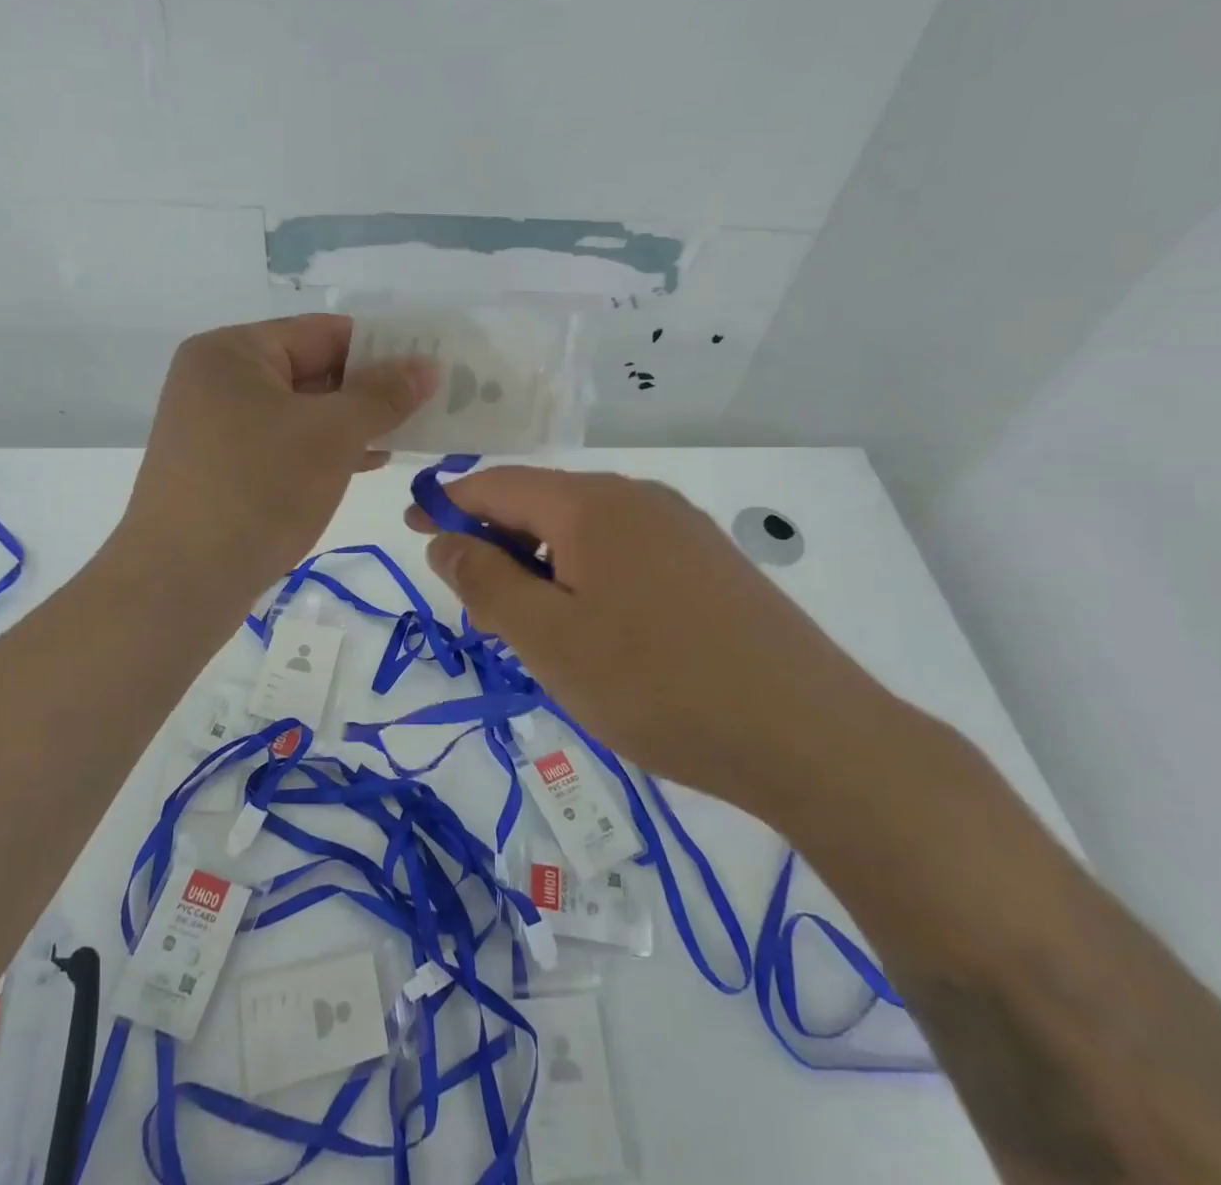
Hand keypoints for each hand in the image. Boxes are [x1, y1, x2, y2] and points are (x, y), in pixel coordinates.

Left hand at [122, 316, 435, 601]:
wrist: (181, 583)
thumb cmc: (259, 489)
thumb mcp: (331, 435)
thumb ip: (383, 395)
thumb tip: (426, 365)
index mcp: (233, 352)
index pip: (323, 333)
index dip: (381, 347)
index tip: (429, 366)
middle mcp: (219, 381)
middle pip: (312, 370)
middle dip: (370, 390)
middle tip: (428, 404)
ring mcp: (217, 427)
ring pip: (301, 412)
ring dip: (353, 423)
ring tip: (409, 434)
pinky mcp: (223, 468)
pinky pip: (285, 444)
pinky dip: (325, 450)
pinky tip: (368, 461)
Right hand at [407, 466, 891, 811]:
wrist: (807, 733)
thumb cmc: (656, 685)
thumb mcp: (548, 639)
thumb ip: (485, 582)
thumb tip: (444, 540)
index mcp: (591, 502)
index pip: (497, 485)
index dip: (448, 504)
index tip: (413, 528)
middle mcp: (637, 497)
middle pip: (543, 504)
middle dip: (498, 544)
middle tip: (477, 606)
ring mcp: (680, 526)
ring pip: (585, 531)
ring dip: (543, 566)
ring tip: (535, 629)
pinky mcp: (709, 561)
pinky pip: (625, 552)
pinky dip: (587, 577)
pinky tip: (598, 630)